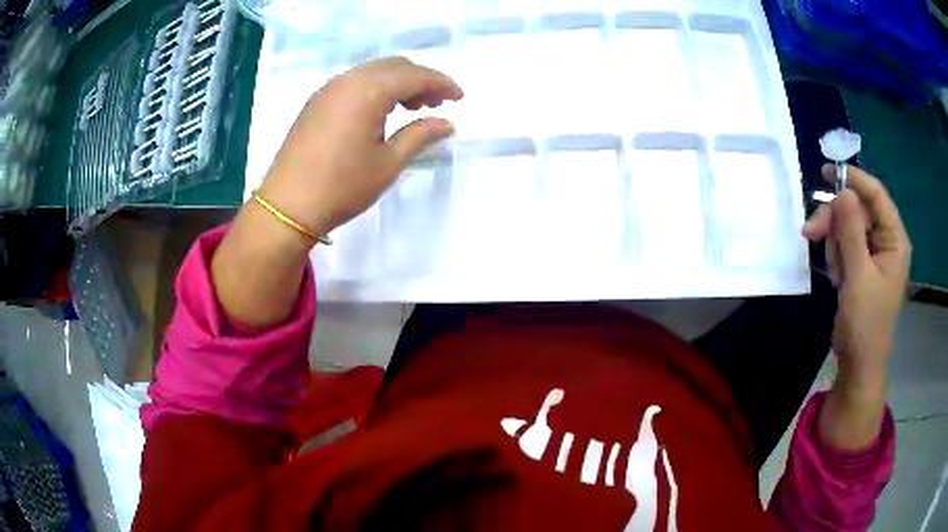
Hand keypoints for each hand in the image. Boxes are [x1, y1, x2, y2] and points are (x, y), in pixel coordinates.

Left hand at [211, 58, 461, 328]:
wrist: (287, 206)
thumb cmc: (342, 187)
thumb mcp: (388, 163)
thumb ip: (420, 135)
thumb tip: (446, 123)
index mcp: (368, 91)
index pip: (414, 75)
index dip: (441, 83)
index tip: (460, 97)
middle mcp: (348, 80)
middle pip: (394, 66)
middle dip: (420, 79)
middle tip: (437, 103)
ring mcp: (328, 89)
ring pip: (373, 72)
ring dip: (397, 83)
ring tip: (413, 108)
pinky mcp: (316, 102)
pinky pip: (354, 82)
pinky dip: (375, 89)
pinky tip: (381, 112)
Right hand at [803, 165, 911, 389]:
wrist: (858, 363)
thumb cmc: (865, 323)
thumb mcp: (858, 276)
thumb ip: (851, 232)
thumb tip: (842, 191)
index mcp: (895, 240)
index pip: (877, 195)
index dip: (854, 179)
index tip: (826, 171)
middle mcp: (887, 241)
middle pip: (858, 210)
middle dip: (835, 218)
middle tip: (810, 232)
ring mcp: (874, 253)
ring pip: (848, 226)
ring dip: (834, 240)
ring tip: (832, 270)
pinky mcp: (863, 265)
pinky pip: (846, 244)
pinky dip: (836, 254)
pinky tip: (836, 276)